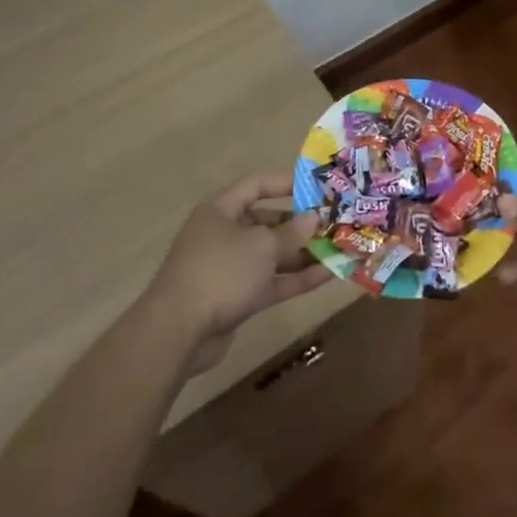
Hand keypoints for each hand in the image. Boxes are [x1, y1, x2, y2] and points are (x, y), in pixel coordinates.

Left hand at [147, 174, 328, 373]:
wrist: (179, 332)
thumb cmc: (221, 272)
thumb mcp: (262, 246)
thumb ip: (291, 231)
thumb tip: (313, 218)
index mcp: (221, 210)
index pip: (256, 186)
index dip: (285, 183)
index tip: (316, 188)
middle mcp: (224, 234)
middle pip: (266, 222)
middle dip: (299, 224)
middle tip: (332, 224)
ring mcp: (229, 268)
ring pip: (271, 255)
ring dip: (302, 254)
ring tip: (338, 250)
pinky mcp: (236, 298)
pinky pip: (270, 281)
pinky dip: (295, 278)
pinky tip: (327, 276)